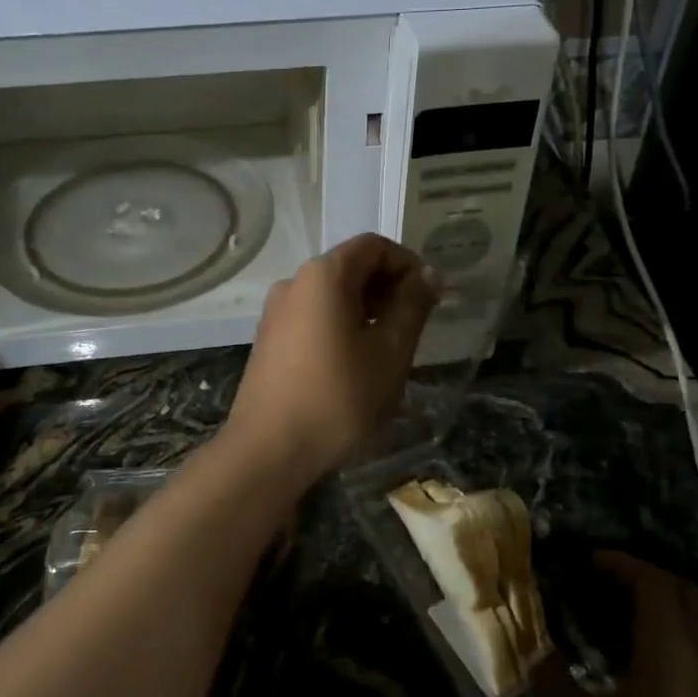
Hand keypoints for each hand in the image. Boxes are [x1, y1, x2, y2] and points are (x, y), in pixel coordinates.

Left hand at [224, 233, 438, 483]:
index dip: (407, 264)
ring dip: (366, 310)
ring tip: (388, 349)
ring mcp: (275, 312)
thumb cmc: (338, 397)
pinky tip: (354, 364)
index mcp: (323, 275)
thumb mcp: (390, 352)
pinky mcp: (268, 340)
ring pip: (331, 295)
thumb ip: (412, 306)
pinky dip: (340, 326)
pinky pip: (312, 318)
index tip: (429, 298)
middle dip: (387, 288)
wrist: (268, 450)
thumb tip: (429, 274)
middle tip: (414, 326)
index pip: (374, 246)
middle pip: (350, 267)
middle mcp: (293, 283)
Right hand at [538, 553, 697, 696]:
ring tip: (625, 614)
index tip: (590, 561)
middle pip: (684, 591)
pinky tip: (651, 661)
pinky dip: (680, 633)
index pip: (653, 581)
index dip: (622, 563)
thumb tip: (532, 651)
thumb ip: (553, 682)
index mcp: (670, 645)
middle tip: (608, 581)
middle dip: (647, 576)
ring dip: (667, 604)